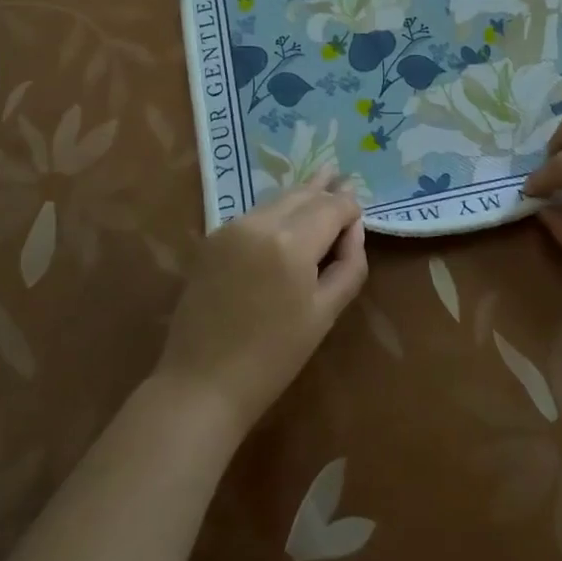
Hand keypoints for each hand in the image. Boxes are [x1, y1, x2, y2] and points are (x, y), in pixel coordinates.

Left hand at [153, 172, 367, 438]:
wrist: (202, 382)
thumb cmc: (274, 357)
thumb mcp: (325, 313)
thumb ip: (349, 264)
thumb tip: (354, 229)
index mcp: (292, 242)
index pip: (332, 206)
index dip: (350, 208)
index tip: (359, 217)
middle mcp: (260, 223)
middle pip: (303, 194)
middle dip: (325, 190)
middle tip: (342, 177)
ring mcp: (232, 227)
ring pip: (277, 200)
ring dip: (300, 197)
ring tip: (320, 185)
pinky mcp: (213, 238)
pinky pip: (255, 215)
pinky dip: (275, 212)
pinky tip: (285, 217)